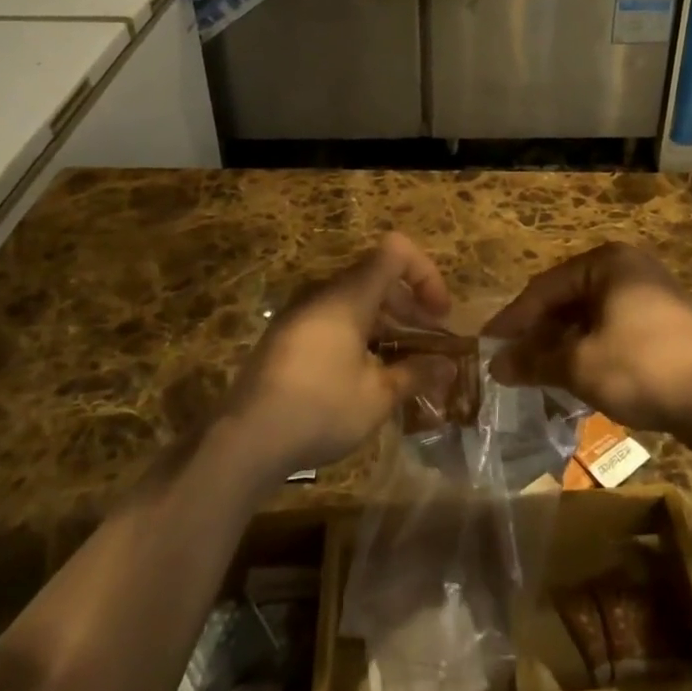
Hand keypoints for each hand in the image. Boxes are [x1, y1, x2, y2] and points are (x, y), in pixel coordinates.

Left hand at [222, 232, 455, 481]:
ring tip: (402, 364)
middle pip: (377, 276)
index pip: (396, 250)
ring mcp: (301, 313)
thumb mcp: (377, 396)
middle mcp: (324, 293)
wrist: (244, 440)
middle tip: (429, 345)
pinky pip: (333, 319)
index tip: (439, 314)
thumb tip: (447, 367)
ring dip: (386, 323)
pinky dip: (359, 334)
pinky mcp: (286, 336)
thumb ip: (416, 374)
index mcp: (349, 295)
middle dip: (410, 306)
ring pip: (355, 300)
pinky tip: (365, 375)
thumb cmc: (320, 409)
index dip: (425, 274)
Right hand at [484, 242, 691, 435]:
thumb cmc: (638, 368)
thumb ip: (534, 360)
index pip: (546, 287)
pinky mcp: (665, 319)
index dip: (514, 319)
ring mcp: (651, 291)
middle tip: (511, 359)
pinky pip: (613, 324)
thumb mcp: (578, 365)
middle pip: (569, 297)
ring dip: (563, 341)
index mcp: (607, 262)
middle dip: (539, 331)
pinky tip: (575, 370)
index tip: (488, 344)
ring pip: (591, 314)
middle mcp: (630, 266)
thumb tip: (495, 366)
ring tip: (538, 369)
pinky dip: (590, 345)